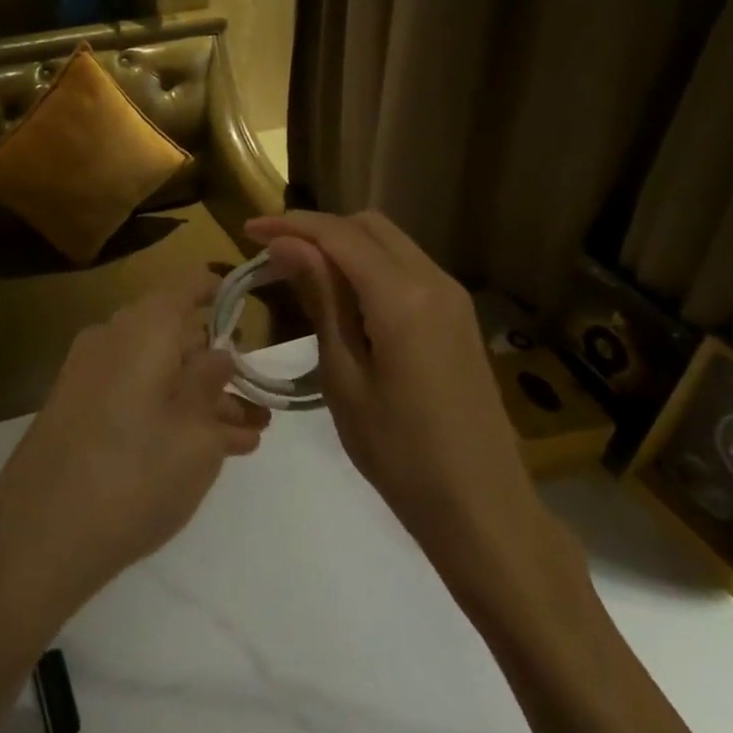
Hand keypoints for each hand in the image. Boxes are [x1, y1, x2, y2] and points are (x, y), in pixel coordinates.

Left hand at [0, 267, 270, 639]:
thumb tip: (219, 353)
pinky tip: (203, 449)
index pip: (189, 285)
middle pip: (175, 332)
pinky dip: (167, 410)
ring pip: (157, 369)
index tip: (253, 313)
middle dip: (219, 366)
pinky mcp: (76, 408)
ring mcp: (89, 373)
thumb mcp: (196, 433)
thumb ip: (214, 385)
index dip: (224, 293)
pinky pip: (133, 393)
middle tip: (258, 403)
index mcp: (144, 326)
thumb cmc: (136, 474)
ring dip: (200, 397)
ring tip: (245, 436)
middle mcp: (112, 337)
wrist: (38, 536)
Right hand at [245, 210, 579, 614]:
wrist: (483, 508)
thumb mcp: (345, 377)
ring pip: (390, 242)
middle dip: (318, 228)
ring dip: (344, 245)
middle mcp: (434, 281)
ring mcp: (453, 297)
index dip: (291, 224)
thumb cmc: (400, 453)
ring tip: (301, 272)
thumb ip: (320, 300)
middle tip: (274, 253)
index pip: (339, 235)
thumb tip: (286, 245)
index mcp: (403, 297)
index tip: (249, 229)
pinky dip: (369, 265)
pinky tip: (344, 297)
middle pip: (368, 226)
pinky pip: (407, 267)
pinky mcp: (458, 316)